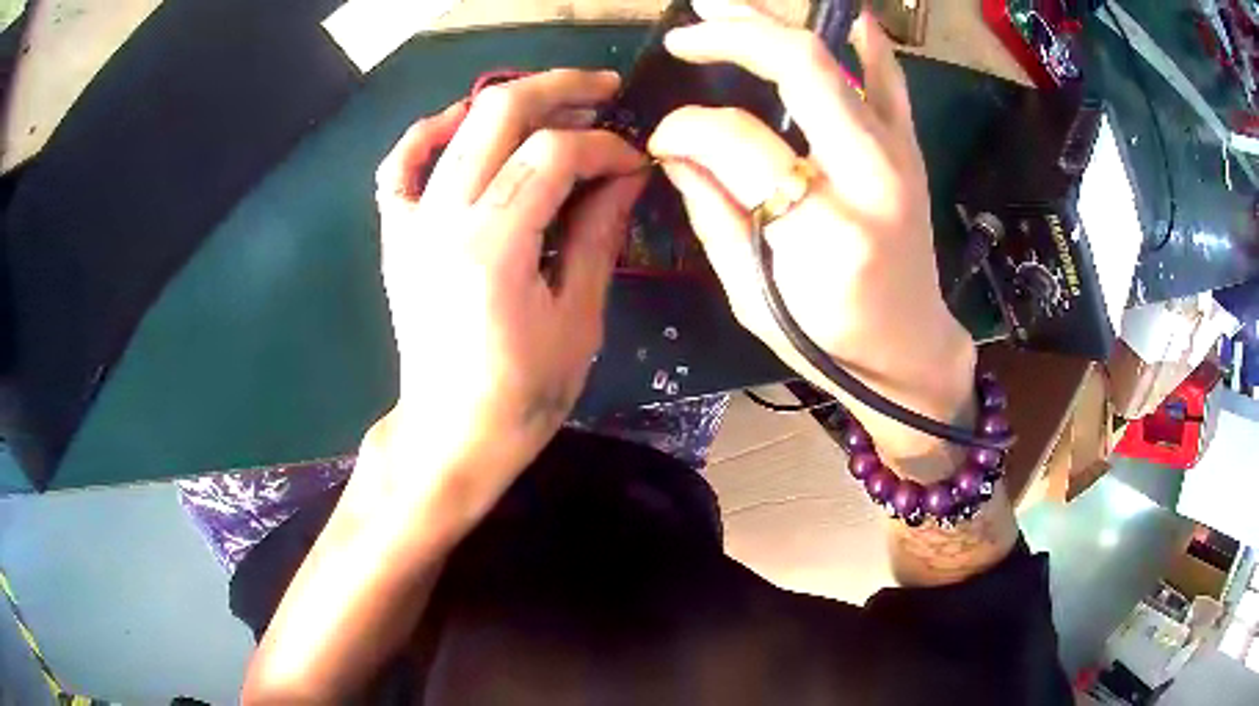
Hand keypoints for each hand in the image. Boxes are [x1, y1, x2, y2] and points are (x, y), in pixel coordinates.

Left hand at [360, 70, 646, 533]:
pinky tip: (461, 125)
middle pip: (500, 113)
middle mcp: (443, 218)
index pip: (555, 155)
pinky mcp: (397, 234)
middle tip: (605, 92)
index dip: (605, 147)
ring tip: (554, 103)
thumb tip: (625, 175)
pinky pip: (401, 164)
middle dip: (561, 90)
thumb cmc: (522, 395)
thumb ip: (597, 235)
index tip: (635, 161)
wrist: (450, 434)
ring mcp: (411, 222)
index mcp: (493, 245)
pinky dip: (429, 133)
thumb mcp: (578, 319)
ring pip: (456, 124)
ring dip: (510, 101)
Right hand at [648, 4, 974, 459]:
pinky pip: (889, 77)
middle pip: (800, 67)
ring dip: (777, 20)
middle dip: (733, 36)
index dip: (687, 127)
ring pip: (838, 57)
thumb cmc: (829, 341)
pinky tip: (837, 15)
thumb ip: (711, 211)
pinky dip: (863, 39)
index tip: (662, 138)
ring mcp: (898, 154)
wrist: (911, 349)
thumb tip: (674, 146)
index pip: (738, 140)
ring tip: (725, 4)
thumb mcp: (752, 296)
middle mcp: (870, 177)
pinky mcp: (909, 149)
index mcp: (825, 230)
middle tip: (684, 32)